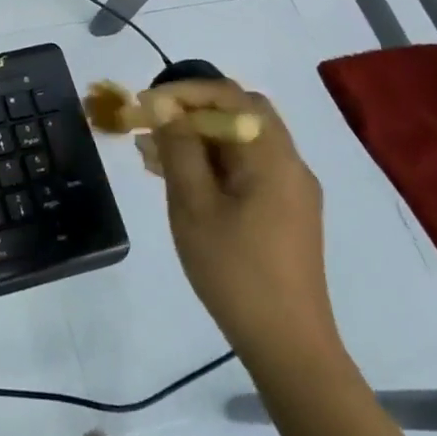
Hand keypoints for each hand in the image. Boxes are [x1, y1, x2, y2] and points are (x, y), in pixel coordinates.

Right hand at [141, 78, 341, 373]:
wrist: (288, 344)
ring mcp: (290, 190)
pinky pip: (246, 168)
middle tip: (151, 122)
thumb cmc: (235, 270)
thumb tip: (163, 106)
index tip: (146, 104)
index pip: (230, 96)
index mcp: (272, 157)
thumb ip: (179, 149)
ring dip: (198, 136)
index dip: (185, 91)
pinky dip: (212, 161)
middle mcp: (289, 164)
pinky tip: (177, 178)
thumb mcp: (194, 205)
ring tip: (149, 151)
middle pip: (240, 113)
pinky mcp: (285, 212)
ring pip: (241, 141)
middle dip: (191, 110)